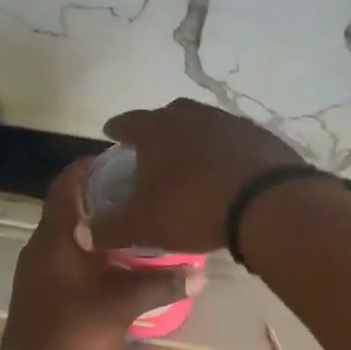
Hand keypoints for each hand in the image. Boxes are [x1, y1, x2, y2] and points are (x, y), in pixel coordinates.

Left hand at [0, 160, 203, 349]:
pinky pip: (63, 252)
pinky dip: (86, 247)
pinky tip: (112, 262)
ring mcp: (36, 265)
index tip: (122, 161)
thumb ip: (162, 285)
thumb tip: (201, 276)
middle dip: (100, 195)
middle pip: (68, 204)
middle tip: (138, 194)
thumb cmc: (75, 328)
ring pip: (66, 230)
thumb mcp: (124, 304)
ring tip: (131, 225)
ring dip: (94, 224)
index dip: (91, 166)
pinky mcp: (37, 285)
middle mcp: (41, 242)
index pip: (68, 183)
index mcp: (57, 235)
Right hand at [85, 98, 306, 254]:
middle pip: (168, 117)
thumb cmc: (194, 208)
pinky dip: (224, 153)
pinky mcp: (260, 136)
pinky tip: (226, 173)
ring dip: (193, 141)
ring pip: (203, 126)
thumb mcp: (144, 225)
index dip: (117, 129)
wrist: (268, 203)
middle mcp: (192, 116)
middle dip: (157, 131)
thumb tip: (82, 233)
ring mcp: (230, 122)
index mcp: (157, 129)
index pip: (128, 122)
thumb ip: (110, 228)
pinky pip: (233, 142)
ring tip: (189, 163)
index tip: (111, 134)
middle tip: (151, 151)